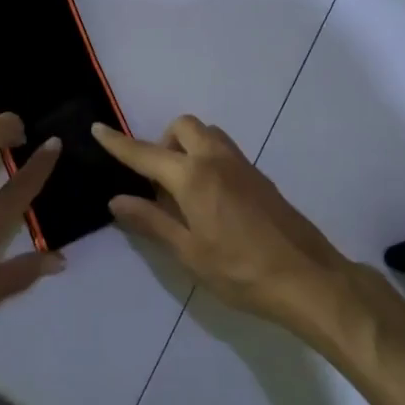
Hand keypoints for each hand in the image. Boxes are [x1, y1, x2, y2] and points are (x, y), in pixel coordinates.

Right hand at [93, 116, 353, 334]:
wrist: (307, 278)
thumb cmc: (240, 270)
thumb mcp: (189, 252)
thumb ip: (152, 221)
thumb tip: (117, 200)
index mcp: (193, 176)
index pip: (146, 153)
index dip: (119, 143)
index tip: (97, 128)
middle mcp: (216, 159)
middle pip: (184, 127)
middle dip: (163, 141)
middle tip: (158, 181)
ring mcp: (242, 165)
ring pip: (208, 135)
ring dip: (188, 147)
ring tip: (182, 191)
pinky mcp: (259, 177)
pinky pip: (224, 152)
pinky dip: (207, 159)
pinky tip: (209, 200)